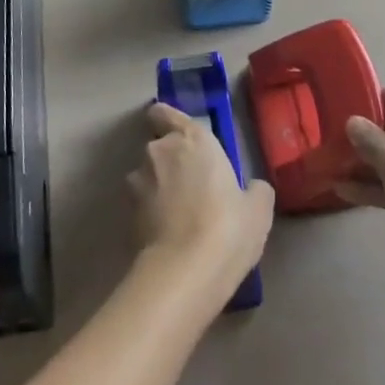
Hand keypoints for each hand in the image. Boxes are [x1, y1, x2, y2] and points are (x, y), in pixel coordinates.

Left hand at [129, 103, 274, 299]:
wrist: (184, 272)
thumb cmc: (227, 228)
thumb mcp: (258, 210)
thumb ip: (254, 190)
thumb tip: (252, 188)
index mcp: (192, 138)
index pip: (164, 112)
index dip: (166, 121)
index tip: (179, 138)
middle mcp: (160, 149)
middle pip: (158, 145)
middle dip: (169, 161)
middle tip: (190, 187)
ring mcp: (138, 180)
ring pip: (146, 175)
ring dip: (157, 187)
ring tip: (177, 216)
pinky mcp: (126, 212)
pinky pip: (140, 204)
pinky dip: (150, 213)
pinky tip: (167, 235)